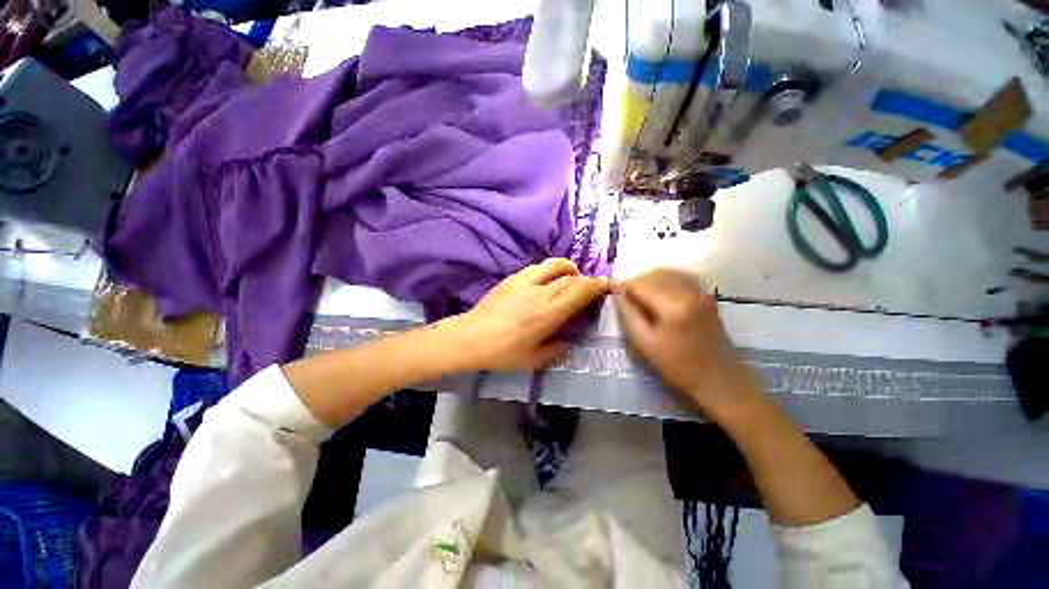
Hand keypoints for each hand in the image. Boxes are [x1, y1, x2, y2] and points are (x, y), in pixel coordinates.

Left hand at [440, 258, 609, 372]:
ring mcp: (525, 282)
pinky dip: (549, 269)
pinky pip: (536, 267)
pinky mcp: (512, 278)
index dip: (596, 285)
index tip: (607, 284)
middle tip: (589, 286)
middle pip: (571, 278)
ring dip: (568, 268)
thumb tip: (571, 339)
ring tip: (571, 276)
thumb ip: (558, 349)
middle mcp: (541, 293)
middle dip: (586, 279)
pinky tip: (546, 279)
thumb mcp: (534, 360)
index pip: (580, 292)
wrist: (471, 338)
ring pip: (554, 265)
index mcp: (550, 314)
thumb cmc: (503, 353)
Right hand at [614, 268, 761, 418]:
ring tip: (640, 296)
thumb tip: (617, 293)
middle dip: (636, 282)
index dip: (624, 286)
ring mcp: (701, 292)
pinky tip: (659, 294)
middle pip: (654, 275)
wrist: (720, 381)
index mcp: (673, 306)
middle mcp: (689, 292)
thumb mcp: (645, 344)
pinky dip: (665, 281)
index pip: (641, 284)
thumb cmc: (678, 367)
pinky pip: (681, 278)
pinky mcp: (707, 296)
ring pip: (668, 274)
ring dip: (650, 280)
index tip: (614, 293)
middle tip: (625, 297)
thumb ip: (628, 315)